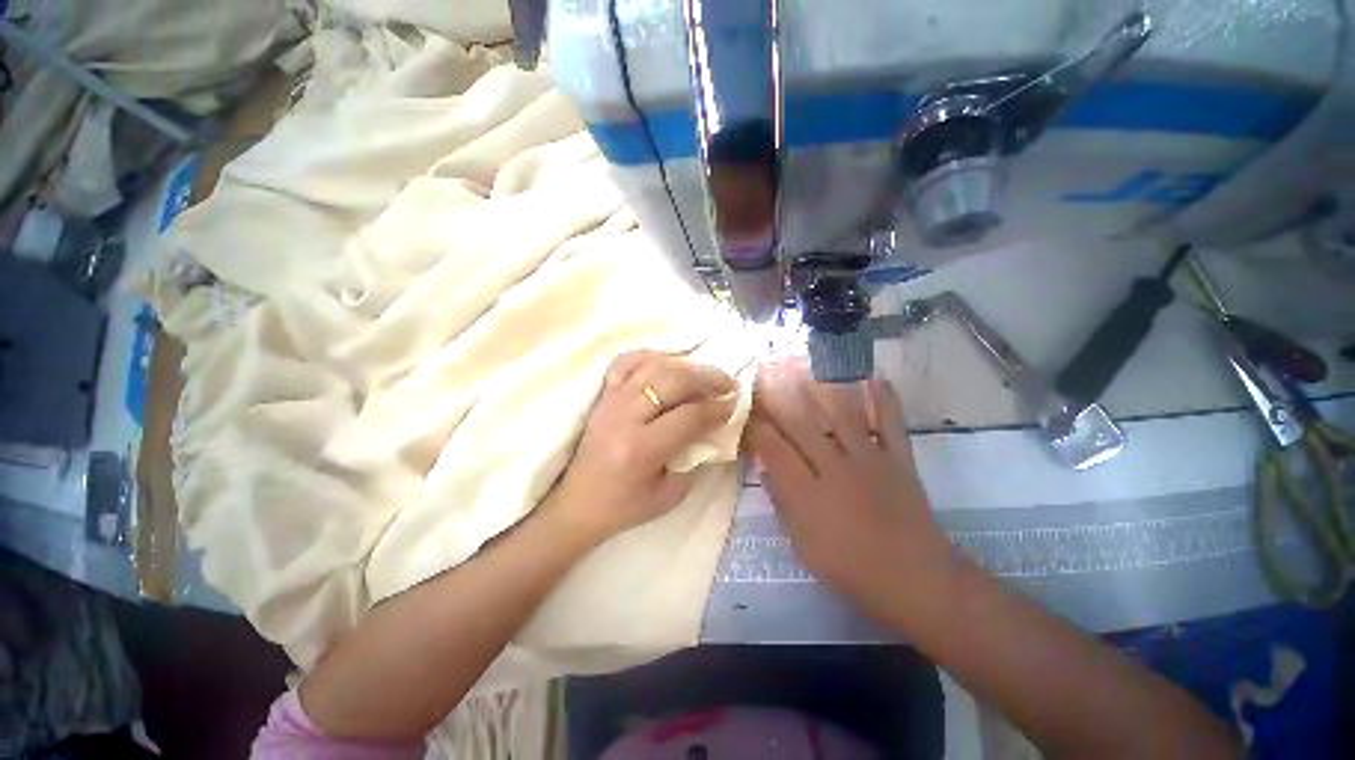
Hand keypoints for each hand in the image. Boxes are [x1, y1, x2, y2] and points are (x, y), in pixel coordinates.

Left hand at [549, 350, 736, 542]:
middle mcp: (625, 418)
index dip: (716, 408)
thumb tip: (714, 429)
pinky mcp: (602, 396)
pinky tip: (668, 362)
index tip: (733, 404)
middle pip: (672, 381)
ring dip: (685, 365)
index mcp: (641, 450)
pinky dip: (650, 357)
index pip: (688, 416)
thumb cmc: (624, 506)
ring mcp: (610, 402)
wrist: (577, 504)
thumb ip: (695, 459)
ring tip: (704, 372)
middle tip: (727, 383)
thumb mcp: (669, 496)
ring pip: (652, 366)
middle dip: (707, 378)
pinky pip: (625, 363)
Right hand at [744, 360, 952, 616]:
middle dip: (777, 396)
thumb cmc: (850, 568)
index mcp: (807, 493)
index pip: (773, 448)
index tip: (745, 409)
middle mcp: (834, 468)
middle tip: (764, 371)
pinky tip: (875, 377)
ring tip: (804, 363)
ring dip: (820, 387)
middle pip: (800, 424)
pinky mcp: (898, 460)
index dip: (756, 426)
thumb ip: (782, 502)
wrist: (916, 580)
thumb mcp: (802, 544)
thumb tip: (767, 467)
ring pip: (840, 415)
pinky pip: (891, 424)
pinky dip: (884, 400)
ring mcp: (869, 460)